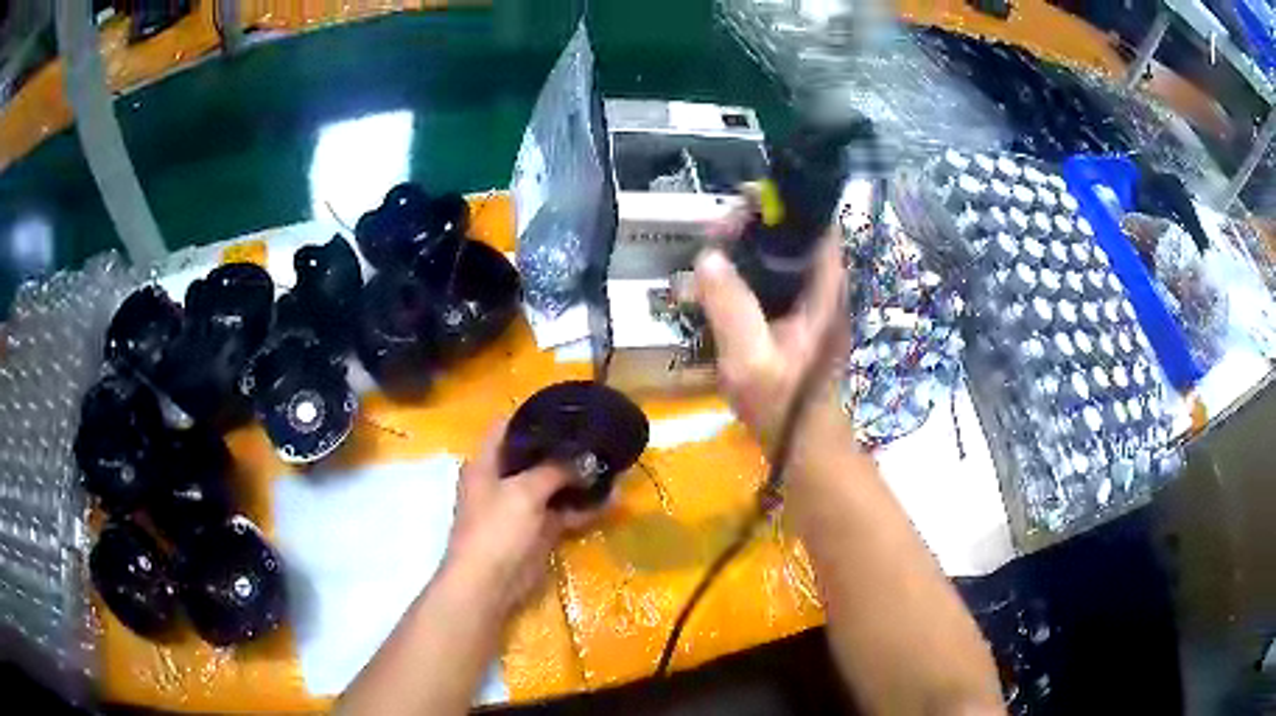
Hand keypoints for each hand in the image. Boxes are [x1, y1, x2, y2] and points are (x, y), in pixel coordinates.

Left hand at [441, 422, 599, 617]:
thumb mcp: (524, 492)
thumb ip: (555, 470)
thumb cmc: (496, 529)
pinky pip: (563, 513)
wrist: (489, 583)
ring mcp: (520, 507)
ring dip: (578, 479)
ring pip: (553, 486)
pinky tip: (612, 500)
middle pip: (533, 456)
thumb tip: (587, 458)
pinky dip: (583, 508)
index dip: (531, 415)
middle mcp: (501, 481)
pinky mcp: (537, 531)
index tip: (565, 408)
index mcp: (485, 464)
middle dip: (564, 449)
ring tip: (611, 464)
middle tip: (597, 436)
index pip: (506, 427)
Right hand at [694, 220, 845, 449]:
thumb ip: (731, 307)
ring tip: (710, 254)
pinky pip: (774, 279)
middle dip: (755, 225)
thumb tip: (708, 257)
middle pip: (795, 235)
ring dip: (748, 248)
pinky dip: (748, 272)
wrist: (802, 445)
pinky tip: (720, 283)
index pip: (817, 224)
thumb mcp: (751, 360)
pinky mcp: (798, 317)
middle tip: (713, 235)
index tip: (740, 206)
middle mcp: (825, 288)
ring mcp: (812, 303)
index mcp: (825, 290)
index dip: (782, 206)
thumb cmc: (783, 405)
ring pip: (783, 256)